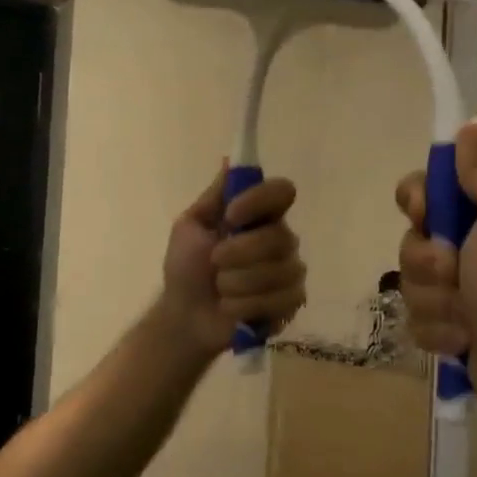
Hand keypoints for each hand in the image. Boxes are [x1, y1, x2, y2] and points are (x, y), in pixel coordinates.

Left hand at [157, 167, 307, 358]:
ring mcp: (290, 272)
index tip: (231, 215)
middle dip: (239, 253)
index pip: (282, 191)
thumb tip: (230, 160)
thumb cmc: (186, 268)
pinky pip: (281, 300)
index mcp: (260, 216)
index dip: (259, 201)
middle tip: (214, 263)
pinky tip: (232, 309)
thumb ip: (215, 196)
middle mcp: (281, 239)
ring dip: (238, 283)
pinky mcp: (292, 303)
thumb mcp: (191, 227)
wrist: (184, 316)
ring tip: (220, 290)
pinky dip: (246, 306)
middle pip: (280, 236)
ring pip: (279, 271)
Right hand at [394, 119, 476, 414]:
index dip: (417, 200)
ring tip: (468, 315)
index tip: (428, 215)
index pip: (423, 189)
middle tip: (458, 273)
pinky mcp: (445, 325)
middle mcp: (467, 244)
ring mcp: (454, 288)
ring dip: (436, 301)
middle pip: (410, 239)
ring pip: (409, 283)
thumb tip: (474, 123)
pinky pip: (415, 319)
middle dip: (428, 262)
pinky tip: (465, 338)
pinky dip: (439, 331)